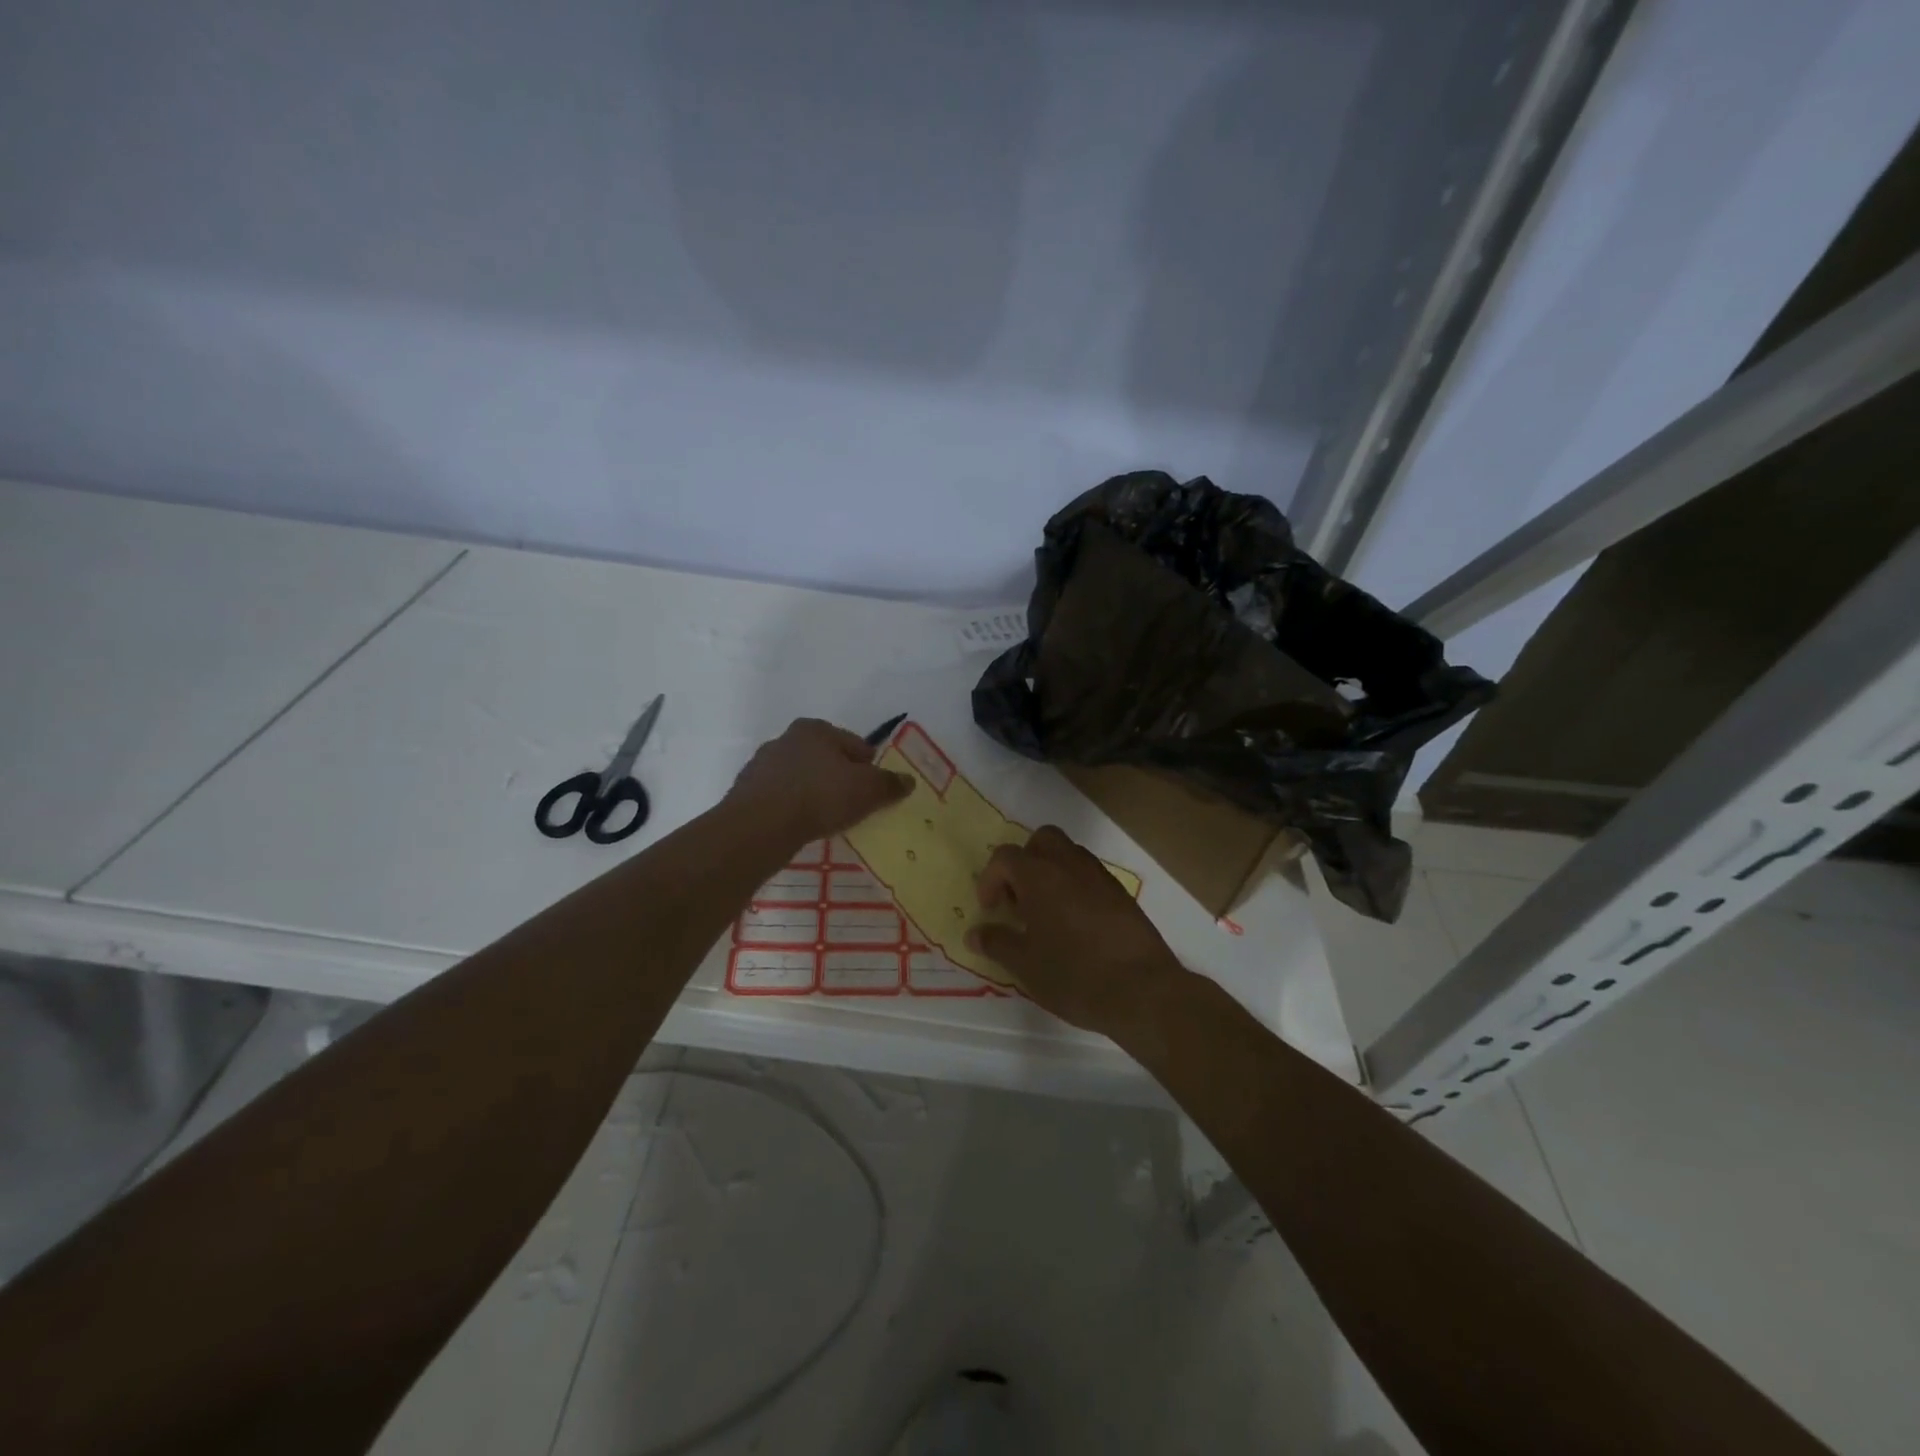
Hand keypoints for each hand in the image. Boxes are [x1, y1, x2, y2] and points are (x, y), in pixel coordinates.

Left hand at [728, 718, 913, 844]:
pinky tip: (801, 826)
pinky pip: (781, 798)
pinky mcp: (746, 792)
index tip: (875, 790)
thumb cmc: (820, 796)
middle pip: (825, 758)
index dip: (869, 766)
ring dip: (814, 792)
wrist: (760, 826)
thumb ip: (890, 784)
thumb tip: (908, 780)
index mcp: (815, 729)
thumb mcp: (867, 790)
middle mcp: (786, 738)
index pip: (855, 744)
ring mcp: (762, 765)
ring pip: (801, 777)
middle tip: (853, 805)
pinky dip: (793, 808)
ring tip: (827, 819)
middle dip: (839, 777)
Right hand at [967, 825, 1185, 1040]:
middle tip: (1019, 898)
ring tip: (1045, 912)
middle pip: (1042, 840)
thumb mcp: (1024, 965)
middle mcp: (1070, 864)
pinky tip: (1074, 924)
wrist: (1141, 990)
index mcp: (1039, 875)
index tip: (991, 910)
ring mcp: (1100, 876)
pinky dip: (1075, 886)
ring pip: (1069, 854)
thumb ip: (997, 942)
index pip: (1005, 857)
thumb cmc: (1073, 975)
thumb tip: (975, 933)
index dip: (991, 879)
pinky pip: (1090, 875)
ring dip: (1051, 872)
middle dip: (1025, 862)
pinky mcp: (1121, 894)